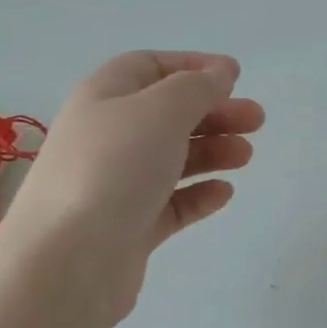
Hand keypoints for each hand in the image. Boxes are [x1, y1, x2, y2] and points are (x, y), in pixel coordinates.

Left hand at [2, 52, 264, 318]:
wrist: (69, 261)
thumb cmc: (114, 168)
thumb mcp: (161, 111)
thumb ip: (197, 87)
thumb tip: (221, 71)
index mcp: (104, 97)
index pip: (149, 67)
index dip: (192, 66)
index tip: (234, 77)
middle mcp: (106, 137)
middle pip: (166, 114)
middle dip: (213, 112)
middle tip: (256, 120)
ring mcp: (115, 185)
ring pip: (171, 158)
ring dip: (211, 151)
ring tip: (246, 156)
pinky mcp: (128, 228)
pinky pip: (169, 203)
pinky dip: (198, 194)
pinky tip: (224, 193)